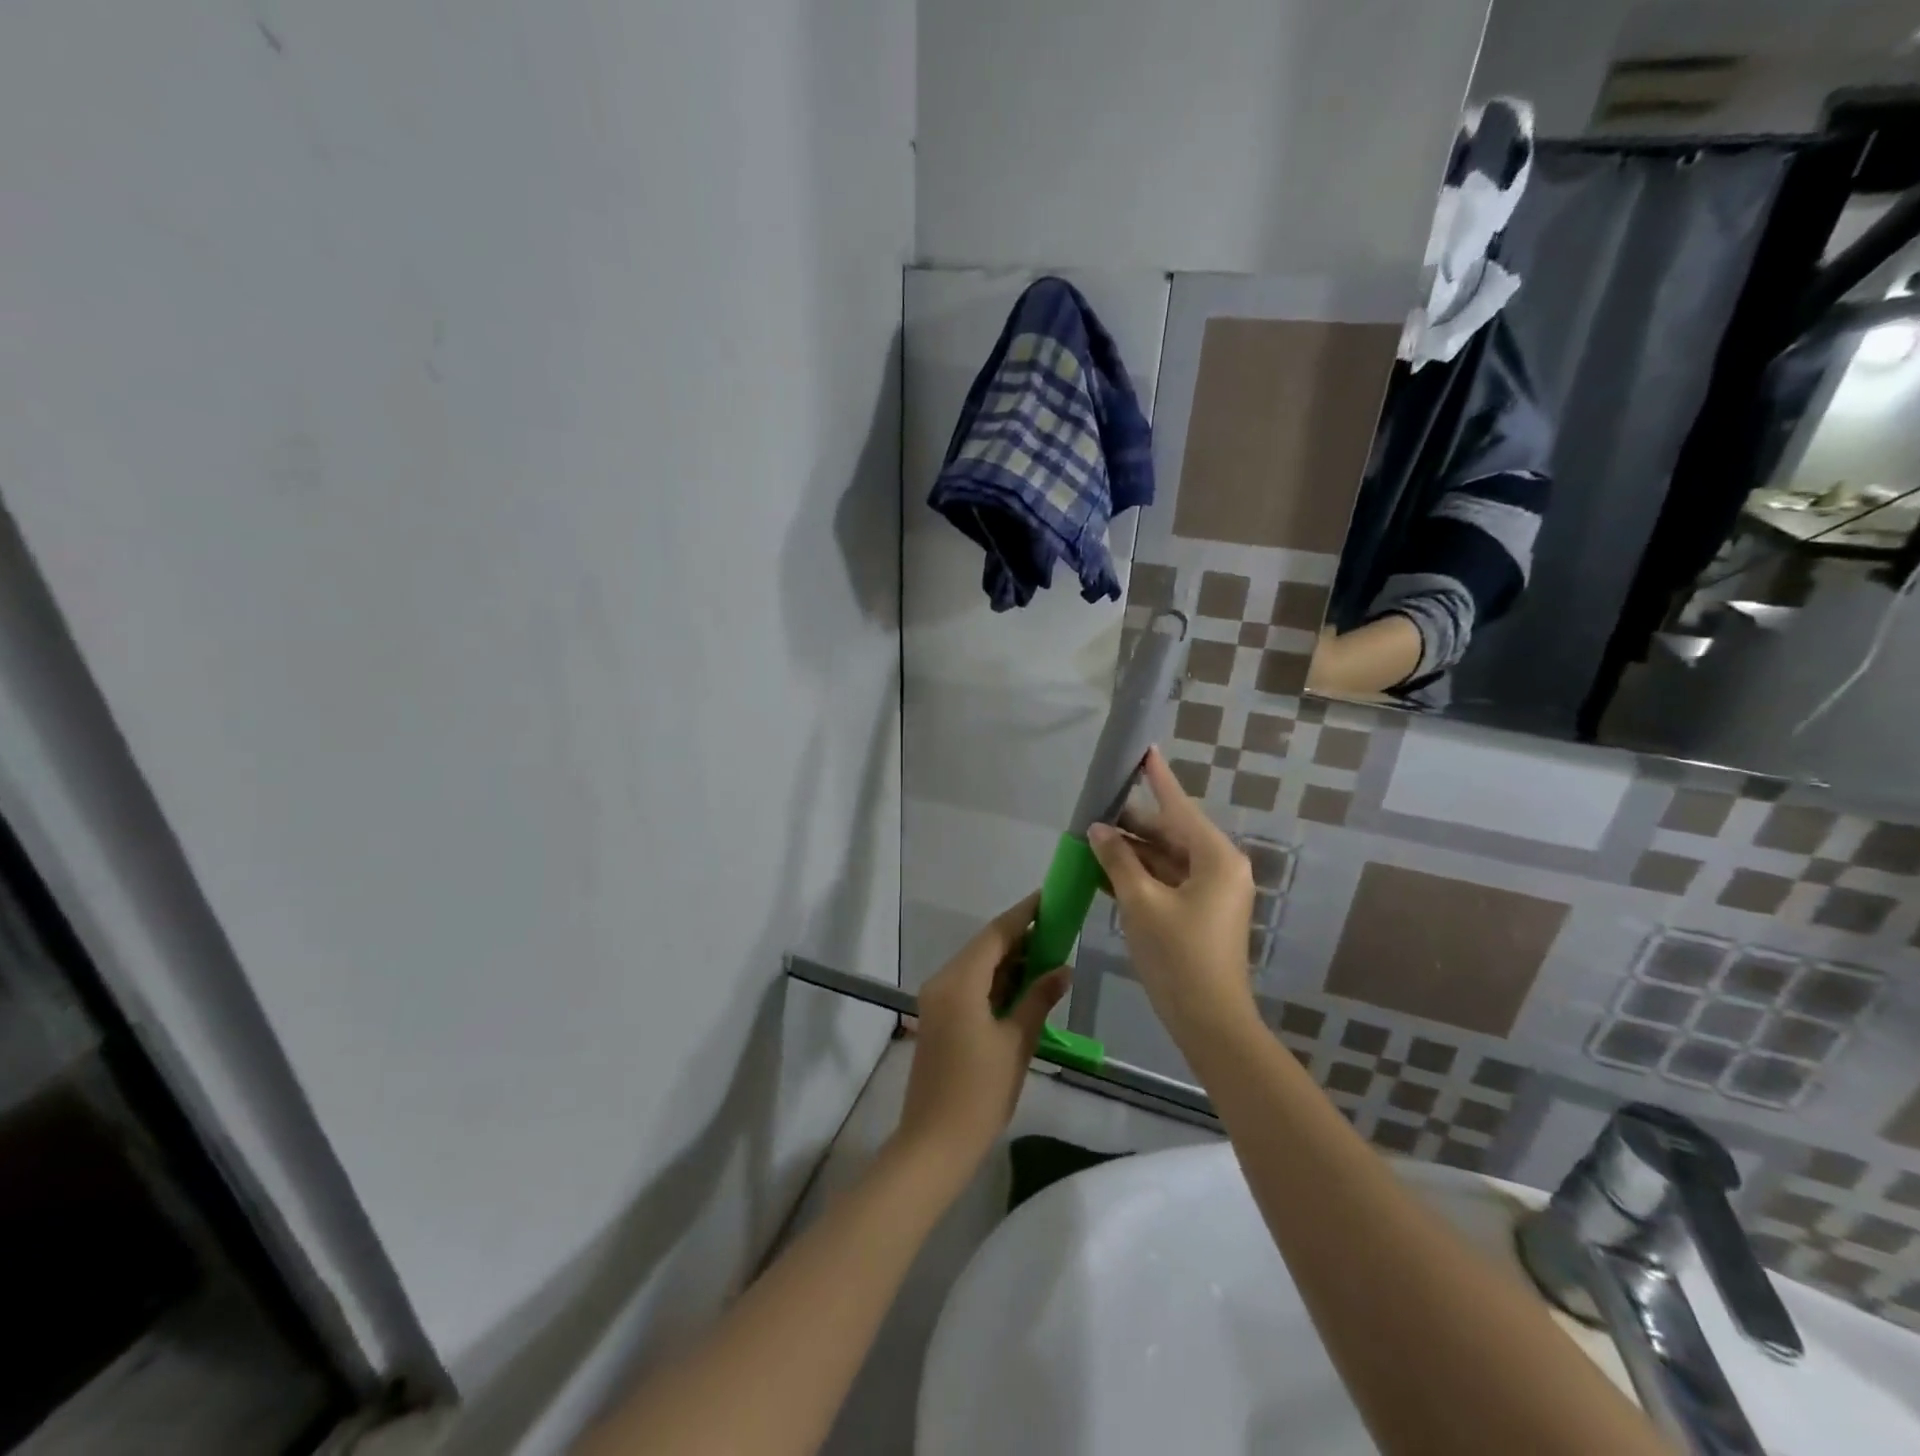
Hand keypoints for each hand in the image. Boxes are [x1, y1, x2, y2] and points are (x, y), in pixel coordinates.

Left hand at [894, 893, 1068, 1180]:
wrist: (934, 1144)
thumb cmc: (980, 1092)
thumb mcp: (1016, 1042)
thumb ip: (1038, 998)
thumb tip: (1062, 968)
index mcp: (959, 981)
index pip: (995, 934)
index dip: (1024, 914)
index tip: (1050, 898)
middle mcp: (943, 981)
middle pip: (984, 947)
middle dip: (1020, 937)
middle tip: (1058, 928)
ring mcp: (937, 1000)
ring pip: (977, 967)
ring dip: (1009, 960)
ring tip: (1049, 954)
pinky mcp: (939, 1018)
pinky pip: (970, 986)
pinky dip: (996, 982)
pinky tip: (1024, 985)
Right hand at [1087, 748, 1257, 1045]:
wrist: (1209, 1021)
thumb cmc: (1178, 957)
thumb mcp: (1141, 903)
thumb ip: (1118, 860)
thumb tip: (1099, 829)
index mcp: (1216, 858)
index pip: (1179, 806)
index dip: (1158, 778)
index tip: (1144, 749)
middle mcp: (1220, 868)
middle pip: (1172, 832)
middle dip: (1134, 823)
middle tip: (1097, 805)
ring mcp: (1213, 891)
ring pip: (1167, 858)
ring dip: (1133, 851)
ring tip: (1093, 836)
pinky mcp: (1202, 911)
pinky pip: (1168, 881)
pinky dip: (1141, 875)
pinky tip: (1106, 870)